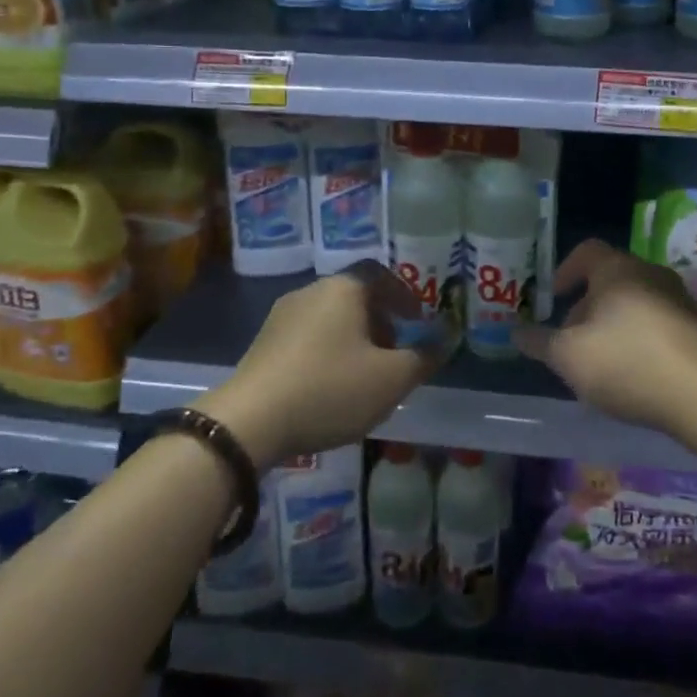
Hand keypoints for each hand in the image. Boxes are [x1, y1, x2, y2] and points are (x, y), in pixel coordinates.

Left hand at [201, 264, 437, 466]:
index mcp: (344, 288)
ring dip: (355, 341)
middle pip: (356, 297)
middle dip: (381, 323)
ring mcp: (282, 316)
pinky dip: (328, 354)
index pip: (381, 274)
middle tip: (396, 356)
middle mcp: (311, 291)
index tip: (417, 323)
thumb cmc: (330, 389)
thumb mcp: (390, 379)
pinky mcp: (263, 344)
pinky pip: (308, 338)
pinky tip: (330, 388)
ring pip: (331, 319)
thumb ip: (423, 357)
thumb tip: (446, 337)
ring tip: (365, 378)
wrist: (249, 422)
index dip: (404, 296)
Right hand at [514, 240, 696, 436]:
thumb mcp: (568, 356)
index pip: (586, 251)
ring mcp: (678, 300)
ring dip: (612, 323)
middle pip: (610, 279)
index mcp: (617, 269)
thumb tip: (516, 333)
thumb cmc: (625, 362)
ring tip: (600, 360)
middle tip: (571, 338)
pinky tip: (632, 371)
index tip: (553, 297)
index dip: (565, 270)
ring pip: (634, 302)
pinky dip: (638, 337)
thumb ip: (540, 343)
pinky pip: (657, 322)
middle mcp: (650, 273)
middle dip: (586, 306)